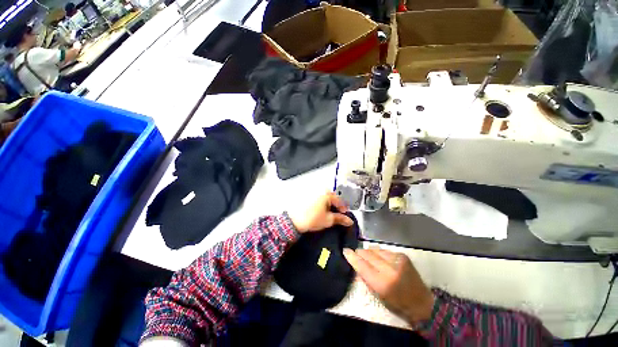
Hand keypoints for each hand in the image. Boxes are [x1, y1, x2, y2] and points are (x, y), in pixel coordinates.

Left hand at [288, 192, 353, 232]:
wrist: (294, 221)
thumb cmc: (308, 218)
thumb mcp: (328, 220)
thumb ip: (340, 219)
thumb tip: (348, 220)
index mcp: (326, 193)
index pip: (340, 200)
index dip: (344, 209)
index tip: (345, 215)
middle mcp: (319, 190)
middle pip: (332, 198)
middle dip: (336, 206)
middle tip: (337, 215)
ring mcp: (312, 191)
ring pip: (325, 198)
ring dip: (328, 205)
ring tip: (327, 214)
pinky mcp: (307, 195)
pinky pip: (318, 198)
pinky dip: (321, 203)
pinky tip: (319, 211)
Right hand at [343, 248, 434, 324]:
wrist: (422, 302)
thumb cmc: (397, 303)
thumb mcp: (378, 295)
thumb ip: (365, 278)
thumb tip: (355, 264)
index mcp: (383, 282)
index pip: (362, 265)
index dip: (352, 257)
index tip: (345, 251)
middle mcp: (390, 268)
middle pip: (368, 254)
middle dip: (359, 253)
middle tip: (355, 254)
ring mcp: (397, 260)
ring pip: (375, 249)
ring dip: (369, 252)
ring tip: (367, 256)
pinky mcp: (402, 255)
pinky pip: (384, 250)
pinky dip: (378, 253)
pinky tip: (379, 258)